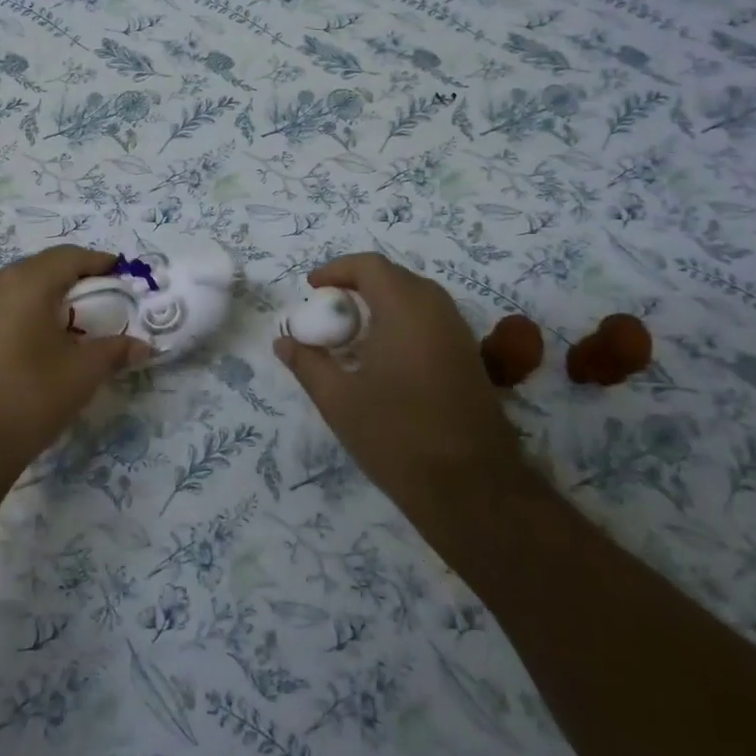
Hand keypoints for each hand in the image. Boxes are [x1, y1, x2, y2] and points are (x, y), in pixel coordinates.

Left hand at [0, 246, 148, 479]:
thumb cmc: (25, 401)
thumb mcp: (81, 375)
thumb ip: (114, 350)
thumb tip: (143, 345)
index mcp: (23, 283)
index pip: (69, 257)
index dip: (99, 263)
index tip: (121, 277)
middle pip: (40, 269)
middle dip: (72, 282)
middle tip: (98, 305)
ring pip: (15, 287)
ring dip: (43, 298)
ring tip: (66, 328)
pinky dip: (19, 314)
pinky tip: (31, 344)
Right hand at [273, 253, 526, 521]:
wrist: (473, 490)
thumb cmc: (397, 436)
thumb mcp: (338, 400)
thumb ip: (307, 363)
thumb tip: (283, 340)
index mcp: (405, 308)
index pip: (370, 266)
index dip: (336, 269)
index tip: (311, 289)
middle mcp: (437, 310)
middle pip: (394, 277)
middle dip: (358, 285)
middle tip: (329, 310)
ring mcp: (459, 334)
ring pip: (415, 298)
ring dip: (382, 304)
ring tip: (352, 334)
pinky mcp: (469, 359)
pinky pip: (430, 321)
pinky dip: (402, 323)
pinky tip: (383, 359)